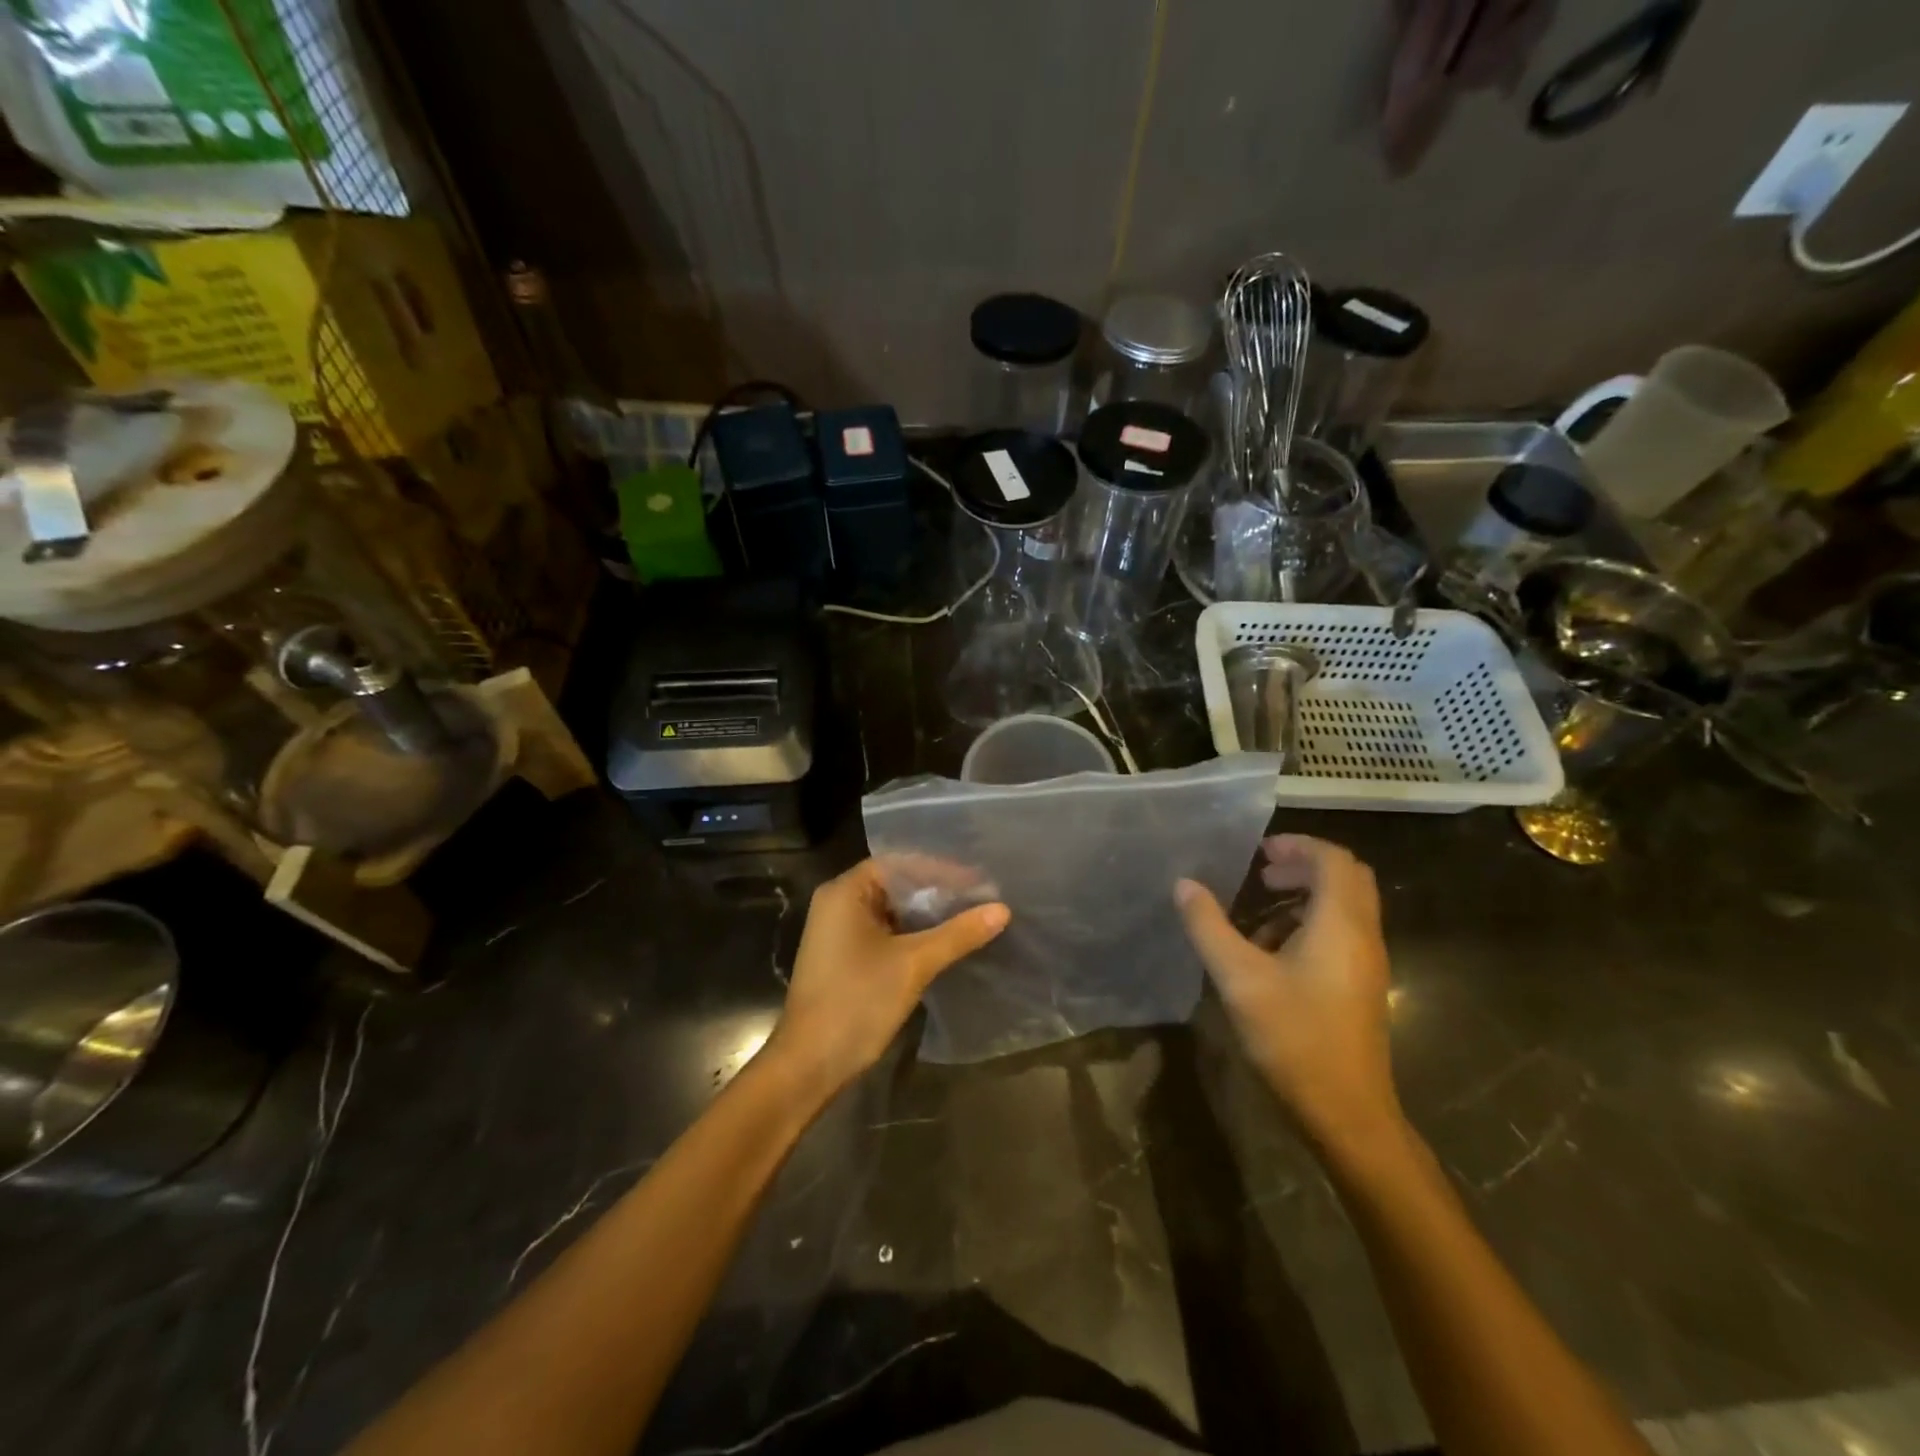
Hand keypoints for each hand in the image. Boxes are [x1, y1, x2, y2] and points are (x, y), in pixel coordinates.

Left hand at [768, 859, 1008, 1092]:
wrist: (809, 1064)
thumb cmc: (857, 1001)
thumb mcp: (914, 964)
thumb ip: (958, 934)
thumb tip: (1003, 909)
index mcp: (845, 892)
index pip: (900, 864)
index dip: (941, 870)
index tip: (979, 881)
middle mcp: (838, 904)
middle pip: (896, 886)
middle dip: (938, 893)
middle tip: (982, 899)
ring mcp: (839, 932)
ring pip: (892, 912)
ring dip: (928, 916)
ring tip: (971, 918)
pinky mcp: (845, 958)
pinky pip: (886, 933)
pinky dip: (914, 935)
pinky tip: (945, 944)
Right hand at [1175, 836, 1399, 1150]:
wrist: (1347, 1113)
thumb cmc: (1294, 1038)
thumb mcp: (1239, 979)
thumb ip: (1209, 927)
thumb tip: (1184, 884)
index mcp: (1341, 924)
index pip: (1333, 859)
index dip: (1297, 845)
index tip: (1258, 851)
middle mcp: (1363, 935)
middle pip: (1347, 877)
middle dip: (1304, 865)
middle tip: (1262, 873)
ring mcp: (1367, 962)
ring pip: (1346, 906)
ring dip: (1306, 895)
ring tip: (1260, 911)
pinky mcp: (1361, 985)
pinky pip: (1343, 933)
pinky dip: (1311, 923)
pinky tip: (1272, 952)